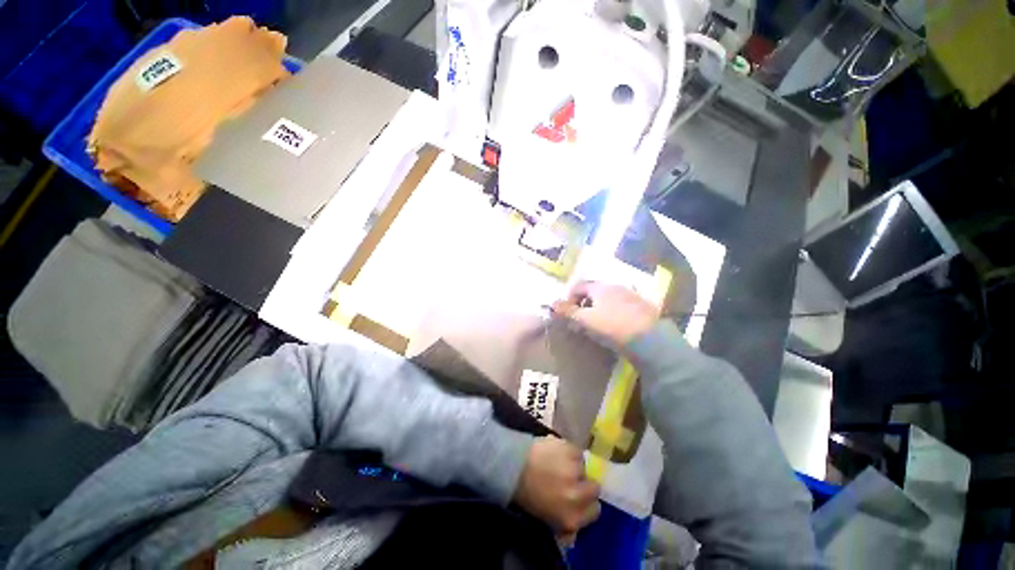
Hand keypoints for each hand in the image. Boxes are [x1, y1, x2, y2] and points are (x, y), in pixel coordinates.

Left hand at [514, 436, 600, 533]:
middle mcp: (578, 495)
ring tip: (558, 463)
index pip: (595, 511)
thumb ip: (566, 522)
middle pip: (594, 488)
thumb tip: (576, 525)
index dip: (586, 502)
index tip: (577, 496)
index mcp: (572, 518)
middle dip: (583, 483)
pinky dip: (568, 451)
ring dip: (574, 466)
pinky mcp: (570, 449)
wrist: (511, 466)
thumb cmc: (526, 494)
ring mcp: (575, 470)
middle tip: (568, 479)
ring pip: (584, 467)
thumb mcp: (547, 518)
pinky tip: (556, 451)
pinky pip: (577, 451)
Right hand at [551, 281, 659, 345]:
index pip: (579, 286)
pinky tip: (615, 326)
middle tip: (581, 320)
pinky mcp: (642, 306)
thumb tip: (551, 304)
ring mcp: (631, 295)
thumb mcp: (586, 320)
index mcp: (600, 287)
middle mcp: (615, 286)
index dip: (570, 298)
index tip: (568, 313)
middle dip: (584, 304)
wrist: (651, 340)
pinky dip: (613, 312)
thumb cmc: (612, 326)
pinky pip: (621, 305)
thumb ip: (568, 311)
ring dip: (599, 308)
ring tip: (597, 325)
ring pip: (608, 298)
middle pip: (593, 291)